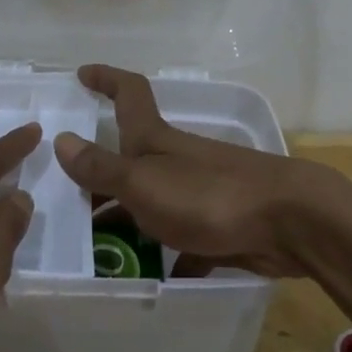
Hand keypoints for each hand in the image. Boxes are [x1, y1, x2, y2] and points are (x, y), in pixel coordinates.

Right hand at [52, 64, 343, 276]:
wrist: (290, 223)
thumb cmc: (210, 196)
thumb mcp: (144, 182)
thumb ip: (102, 167)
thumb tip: (61, 140)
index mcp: (156, 140)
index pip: (129, 94)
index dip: (106, 79)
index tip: (82, 74)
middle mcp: (176, 160)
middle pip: (131, 157)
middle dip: (101, 173)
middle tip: (65, 198)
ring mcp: (199, 191)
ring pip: (152, 200)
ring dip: (126, 217)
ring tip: (92, 246)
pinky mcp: (219, 224)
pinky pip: (181, 238)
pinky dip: (165, 253)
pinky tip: (148, 277)